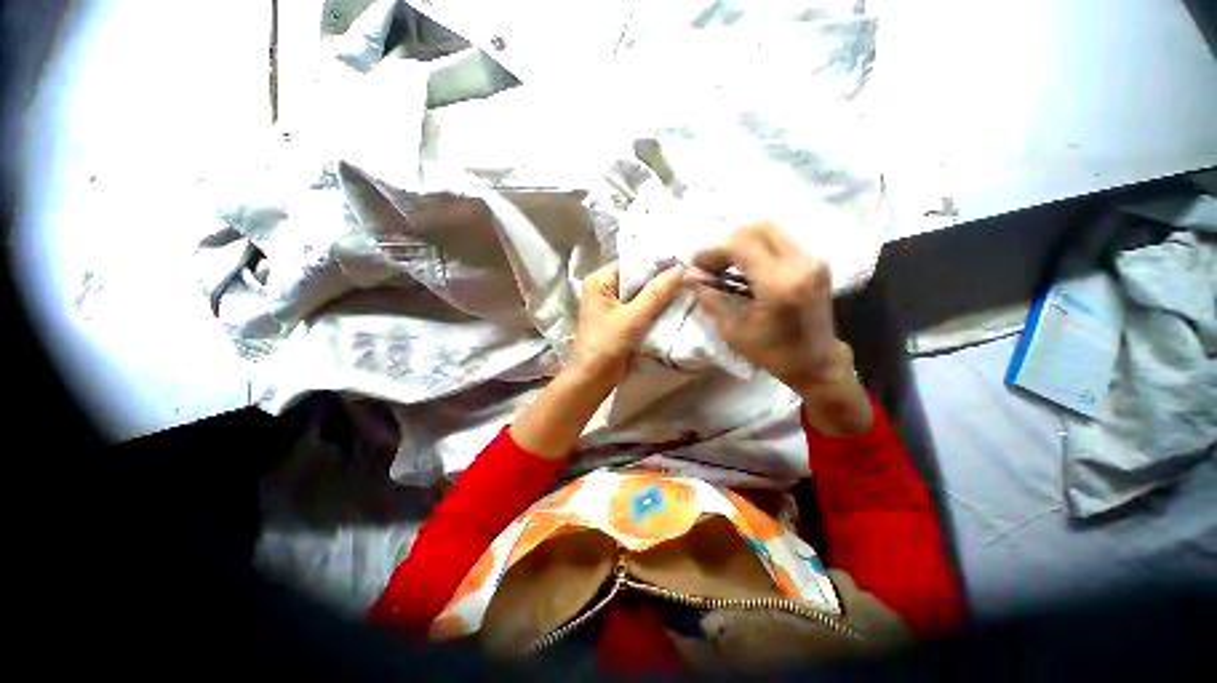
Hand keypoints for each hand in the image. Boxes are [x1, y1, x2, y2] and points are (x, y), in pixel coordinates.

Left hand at [569, 260, 685, 388]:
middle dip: (662, 279)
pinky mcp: (623, 319)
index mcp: (600, 281)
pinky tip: (677, 305)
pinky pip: (643, 308)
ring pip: (643, 293)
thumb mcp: (632, 317)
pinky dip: (657, 308)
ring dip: (662, 295)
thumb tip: (681, 269)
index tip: (684, 262)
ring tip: (688, 288)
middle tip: (690, 275)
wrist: (593, 379)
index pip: (633, 263)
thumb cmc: (605, 345)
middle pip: (638, 278)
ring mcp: (614, 305)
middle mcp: (606, 288)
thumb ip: (656, 293)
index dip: (657, 262)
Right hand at [692, 221, 872, 435]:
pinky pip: (779, 239)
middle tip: (709, 261)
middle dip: (726, 240)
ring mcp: (812, 259)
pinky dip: (754, 246)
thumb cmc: (771, 352)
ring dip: (740, 241)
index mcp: (779, 284)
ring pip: (769, 229)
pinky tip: (742, 265)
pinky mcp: (815, 261)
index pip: (740, 244)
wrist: (816, 361)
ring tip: (723, 263)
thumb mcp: (732, 329)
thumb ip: (710, 296)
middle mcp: (801, 263)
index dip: (712, 249)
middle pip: (758, 226)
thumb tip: (689, 274)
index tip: (695, 263)